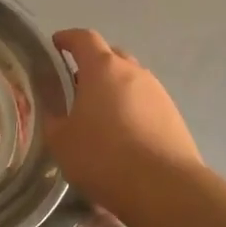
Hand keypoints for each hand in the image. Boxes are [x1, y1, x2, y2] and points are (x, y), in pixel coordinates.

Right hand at [44, 28, 200, 205]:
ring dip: (113, 88)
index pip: (84, 38)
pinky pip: (145, 101)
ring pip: (130, 79)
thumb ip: (53, 115)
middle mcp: (133, 72)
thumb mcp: (61, 139)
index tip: (56, 45)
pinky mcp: (173, 115)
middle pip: (111, 55)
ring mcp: (158, 92)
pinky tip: (123, 135)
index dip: (67, 38)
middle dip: (92, 64)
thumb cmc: (103, 157)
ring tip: (99, 115)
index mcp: (102, 68)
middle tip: (75, 86)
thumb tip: (54, 104)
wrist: (164, 188)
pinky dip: (131, 108)